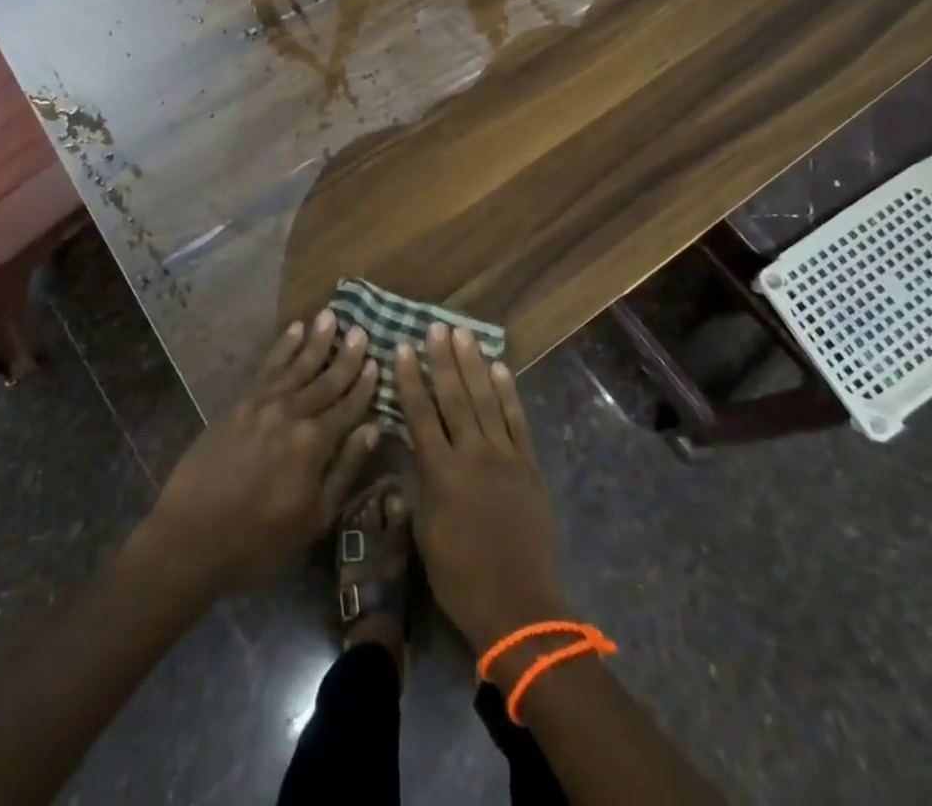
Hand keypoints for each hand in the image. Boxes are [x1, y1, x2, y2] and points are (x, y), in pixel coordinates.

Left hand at [143, 310, 378, 597]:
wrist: (189, 539)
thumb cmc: (257, 541)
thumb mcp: (313, 519)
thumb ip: (344, 470)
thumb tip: (371, 429)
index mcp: (314, 443)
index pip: (348, 407)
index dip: (364, 385)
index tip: (377, 362)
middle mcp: (291, 413)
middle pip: (325, 379)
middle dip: (346, 356)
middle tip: (361, 331)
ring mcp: (262, 404)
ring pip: (297, 365)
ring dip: (316, 340)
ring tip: (331, 316)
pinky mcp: (238, 403)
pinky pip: (267, 367)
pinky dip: (282, 347)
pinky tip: (294, 331)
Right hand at [396, 326, 567, 656]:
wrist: (517, 604)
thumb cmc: (459, 576)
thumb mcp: (424, 532)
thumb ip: (417, 483)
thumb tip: (407, 446)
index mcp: (440, 473)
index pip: (420, 414)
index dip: (410, 379)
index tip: (402, 348)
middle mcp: (472, 454)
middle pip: (454, 397)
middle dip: (443, 359)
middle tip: (436, 327)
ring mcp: (504, 456)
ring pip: (486, 400)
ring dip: (474, 364)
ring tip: (464, 334)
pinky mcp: (529, 464)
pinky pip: (516, 420)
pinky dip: (508, 392)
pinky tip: (499, 368)